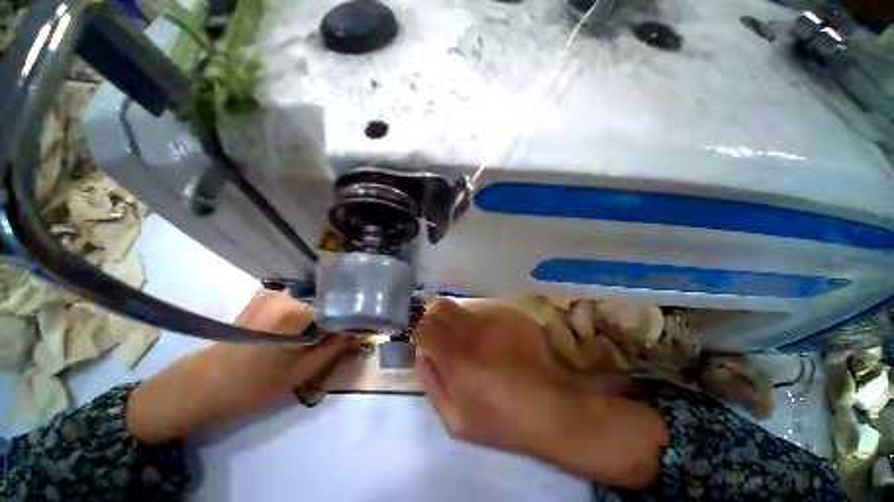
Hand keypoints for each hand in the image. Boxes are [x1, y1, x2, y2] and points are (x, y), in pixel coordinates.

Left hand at [126, 291, 349, 443]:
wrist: (199, 387)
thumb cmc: (251, 385)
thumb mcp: (300, 374)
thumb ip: (334, 350)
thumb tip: (358, 334)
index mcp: (293, 310)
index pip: (336, 309)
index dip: (347, 322)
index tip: (353, 334)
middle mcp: (283, 294)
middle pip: (324, 302)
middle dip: (333, 319)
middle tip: (335, 340)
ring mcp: (271, 294)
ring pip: (312, 302)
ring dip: (319, 318)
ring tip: (318, 338)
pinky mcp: (262, 299)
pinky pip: (296, 303)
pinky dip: (304, 315)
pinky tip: (299, 333)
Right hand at [413, 299, 666, 487]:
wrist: (552, 407)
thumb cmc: (502, 421)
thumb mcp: (455, 421)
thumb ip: (432, 383)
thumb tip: (422, 355)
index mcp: (454, 358)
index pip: (424, 328)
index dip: (422, 333)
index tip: (428, 342)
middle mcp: (470, 331)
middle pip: (440, 308)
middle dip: (436, 319)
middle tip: (446, 335)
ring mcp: (492, 319)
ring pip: (463, 307)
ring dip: (459, 319)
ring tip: (472, 337)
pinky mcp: (510, 315)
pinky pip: (485, 311)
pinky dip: (481, 321)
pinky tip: (495, 339)